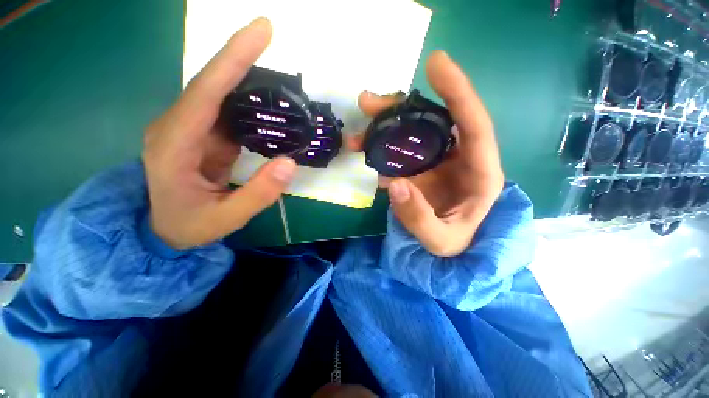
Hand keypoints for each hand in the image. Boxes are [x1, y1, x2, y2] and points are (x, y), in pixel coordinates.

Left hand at [143, 17, 295, 249]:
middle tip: (268, 34)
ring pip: (219, 94)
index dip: (233, 59)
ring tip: (277, 71)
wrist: (166, 230)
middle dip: (240, 57)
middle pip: (211, 83)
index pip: (205, 92)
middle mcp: (178, 126)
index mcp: (174, 144)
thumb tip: (290, 163)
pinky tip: (267, 102)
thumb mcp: (226, 218)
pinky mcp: (203, 135)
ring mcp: (190, 129)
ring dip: (247, 78)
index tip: (261, 31)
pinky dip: (248, 102)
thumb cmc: (190, 225)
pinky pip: (227, 111)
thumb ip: (258, 193)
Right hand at [348, 51, 503, 256]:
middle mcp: (461, 159)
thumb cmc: (454, 246)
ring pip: (413, 133)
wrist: (449, 251)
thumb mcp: (440, 241)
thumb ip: (419, 218)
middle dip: (401, 109)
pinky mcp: (422, 168)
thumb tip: (394, 183)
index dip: (458, 92)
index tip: (435, 63)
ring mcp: (438, 162)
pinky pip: (401, 151)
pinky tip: (366, 155)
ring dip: (384, 128)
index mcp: (480, 174)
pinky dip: (381, 149)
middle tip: (368, 103)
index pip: (475, 125)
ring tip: (357, 134)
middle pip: (434, 122)